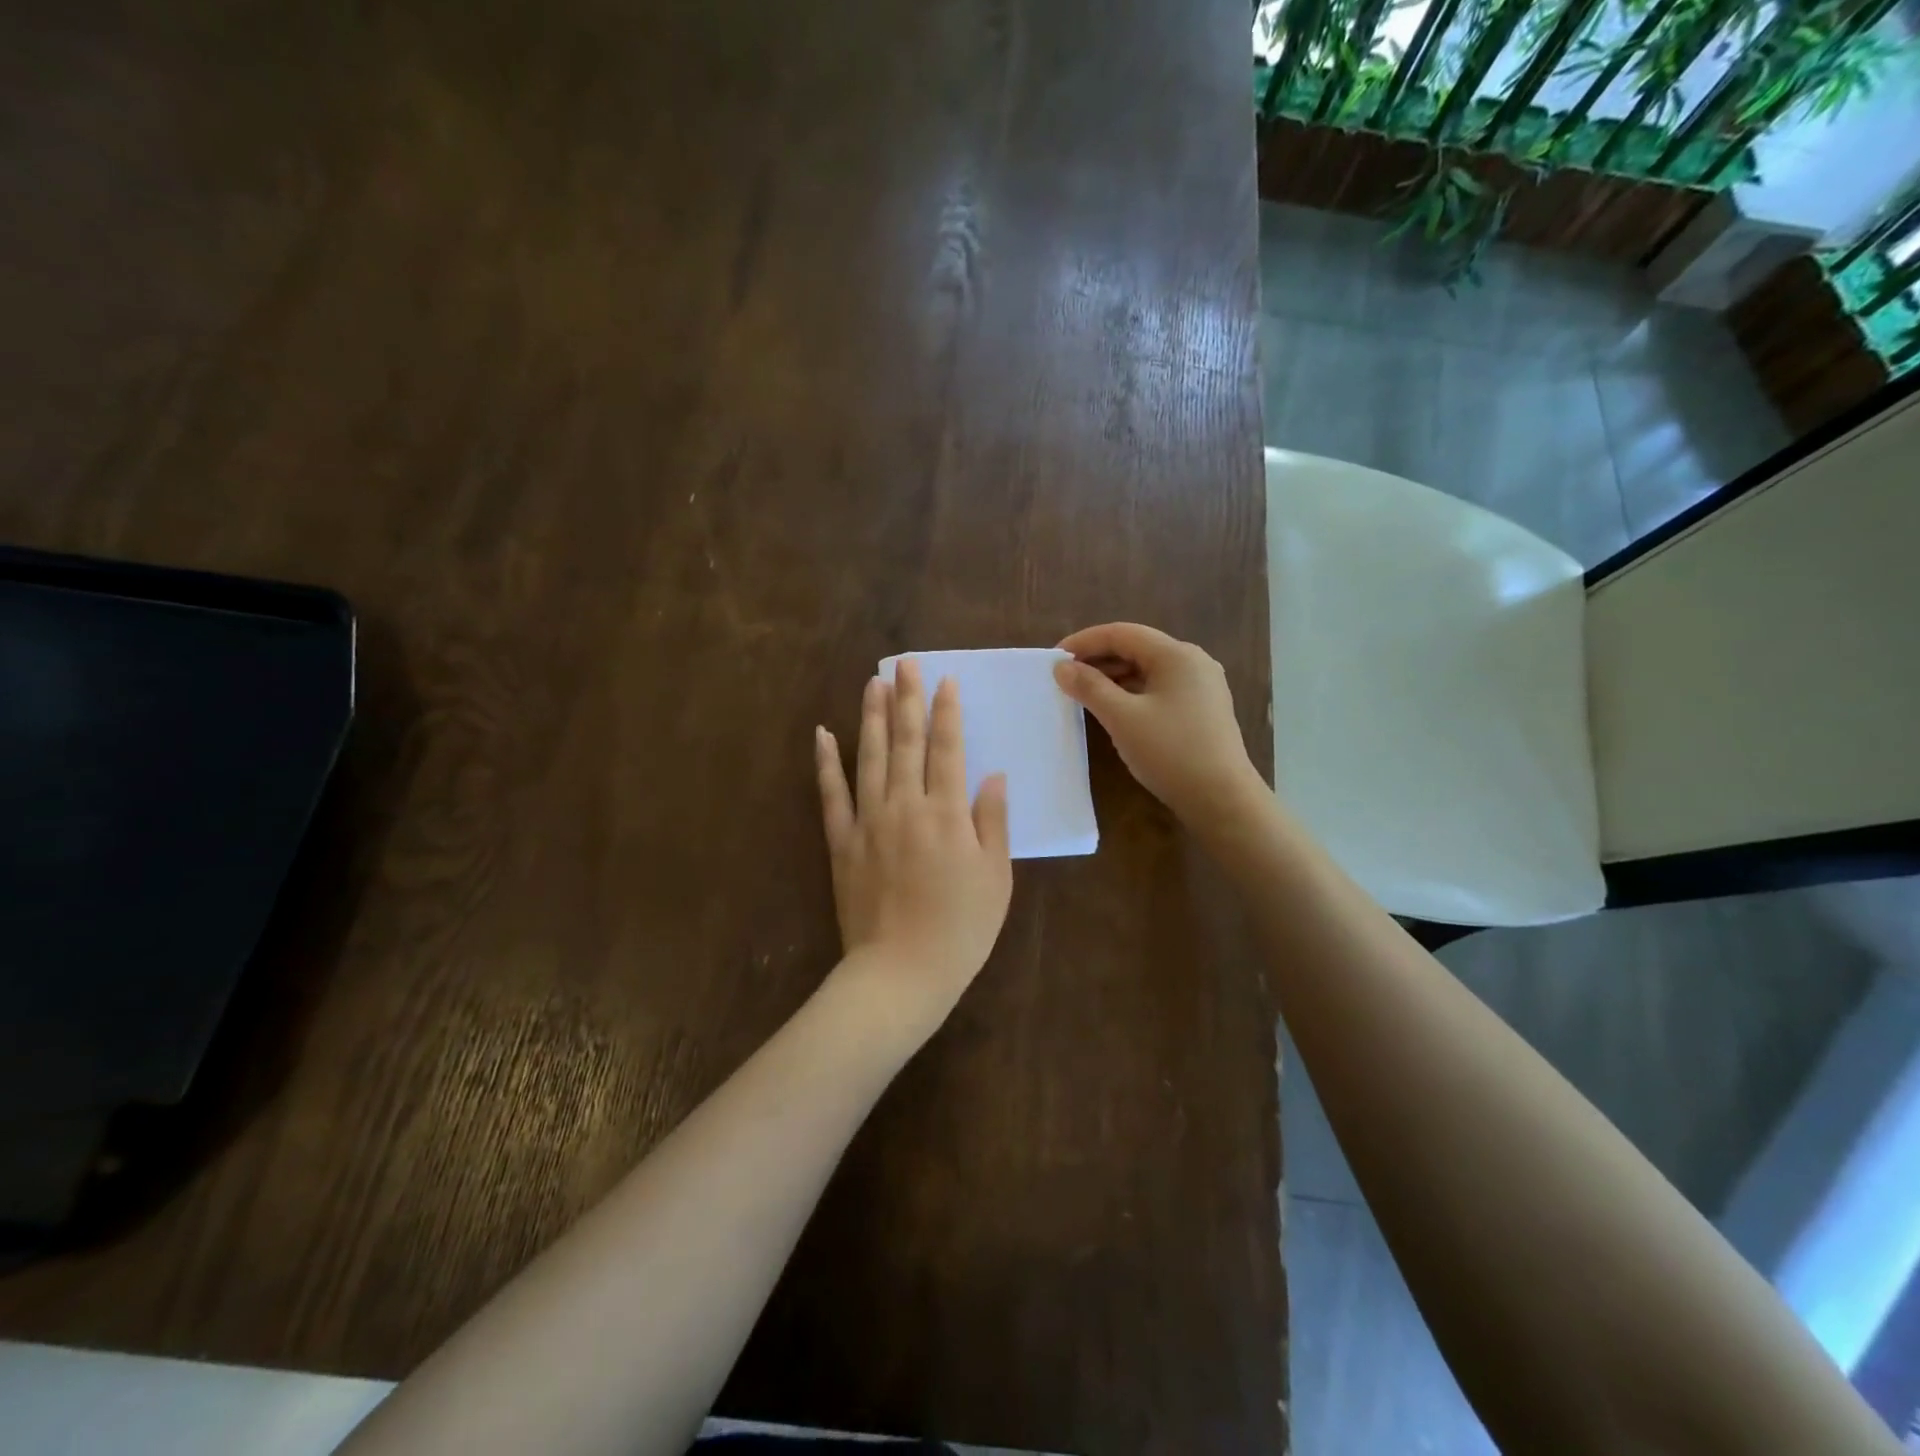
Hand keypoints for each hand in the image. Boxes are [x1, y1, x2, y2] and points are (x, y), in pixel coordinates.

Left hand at [815, 659, 1012, 1032]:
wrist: (900, 973)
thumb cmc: (960, 929)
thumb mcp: (995, 877)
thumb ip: (992, 821)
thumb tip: (991, 774)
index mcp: (947, 813)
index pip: (948, 748)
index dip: (947, 712)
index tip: (945, 680)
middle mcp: (905, 805)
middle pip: (906, 741)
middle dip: (907, 699)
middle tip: (906, 663)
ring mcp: (868, 821)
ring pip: (868, 756)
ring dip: (871, 716)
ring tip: (873, 681)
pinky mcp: (841, 842)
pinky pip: (831, 794)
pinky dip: (826, 762)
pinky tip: (823, 733)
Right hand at [1054, 623, 1265, 825]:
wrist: (1222, 799)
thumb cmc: (1171, 752)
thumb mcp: (1122, 718)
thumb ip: (1090, 687)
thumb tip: (1061, 667)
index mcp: (1176, 655)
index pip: (1122, 633)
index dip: (1084, 641)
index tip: (1054, 658)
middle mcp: (1192, 662)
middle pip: (1136, 648)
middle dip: (1098, 659)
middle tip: (1064, 677)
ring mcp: (1201, 686)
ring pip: (1148, 670)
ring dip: (1114, 676)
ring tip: (1082, 692)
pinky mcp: (1202, 708)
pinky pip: (1159, 688)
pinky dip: (1132, 692)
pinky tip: (1113, 708)